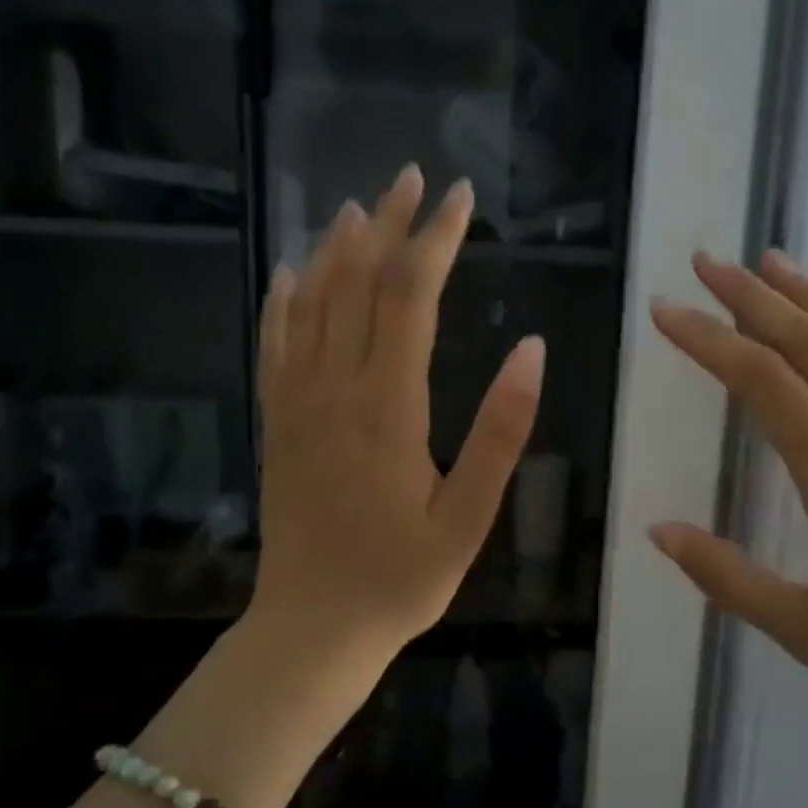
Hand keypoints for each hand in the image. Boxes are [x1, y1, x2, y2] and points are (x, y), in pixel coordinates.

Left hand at [251, 165, 545, 662]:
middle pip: (358, 284)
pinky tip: (294, 273)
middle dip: (389, 225)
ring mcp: (296, 405)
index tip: (461, 198)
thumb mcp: (470, 517)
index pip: (410, 297)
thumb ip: (501, 431)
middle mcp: (335, 389)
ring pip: (313, 304)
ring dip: (338, 249)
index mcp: (388, 407)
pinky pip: (275, 345)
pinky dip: (286, 301)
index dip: (436, 240)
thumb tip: (531, 348)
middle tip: (414, 180)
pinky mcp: (277, 425)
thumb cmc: (401, 578)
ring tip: (361, 207)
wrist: (313, 627)